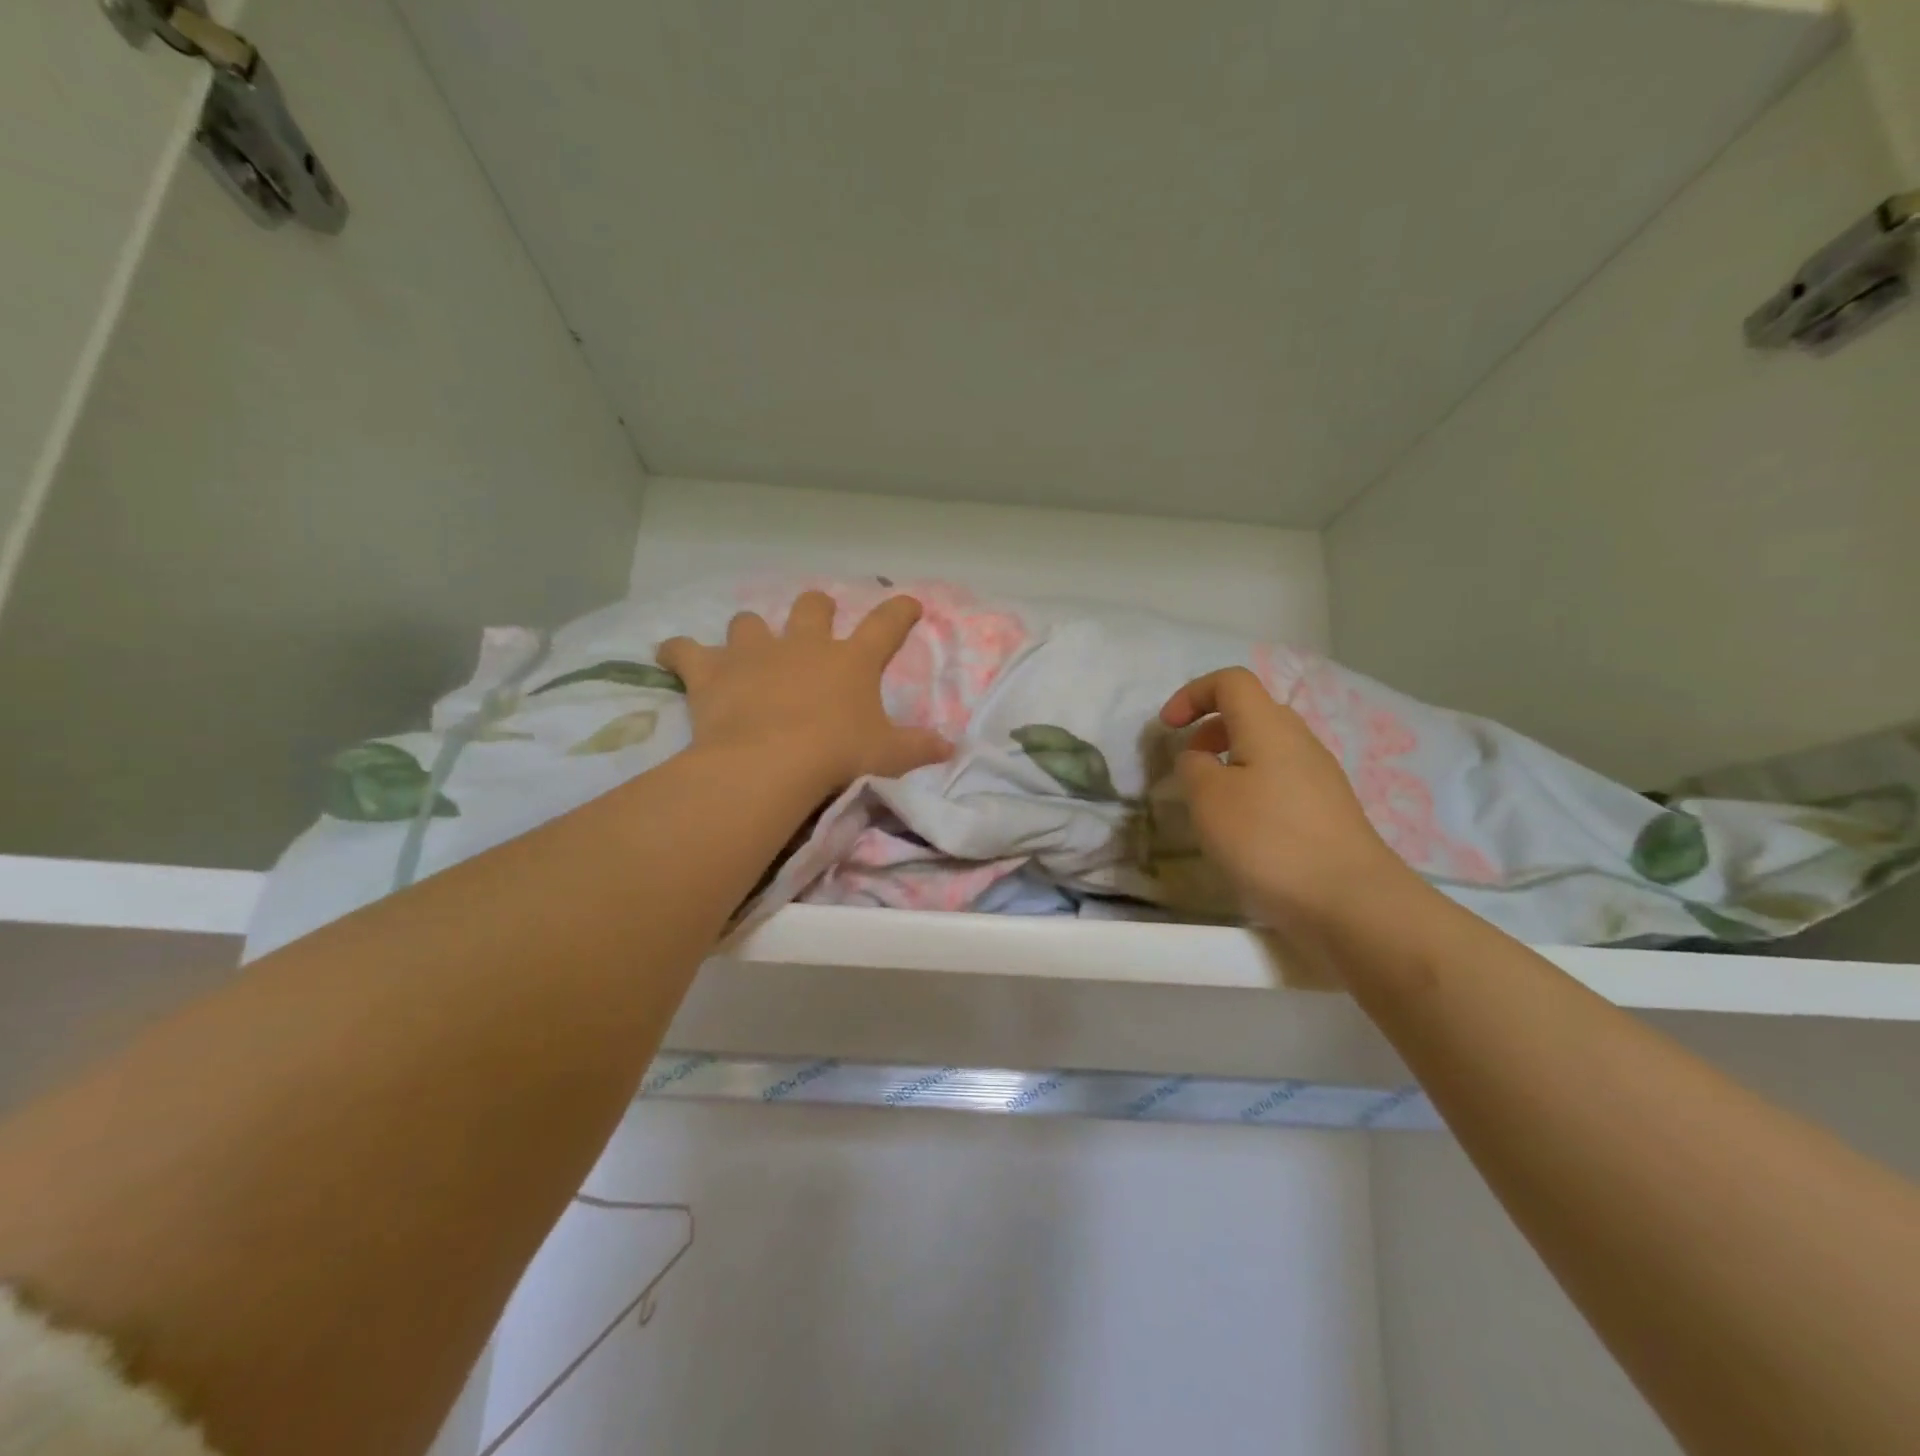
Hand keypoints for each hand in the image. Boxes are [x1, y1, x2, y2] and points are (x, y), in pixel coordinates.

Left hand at [660, 592, 952, 793]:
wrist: (771, 763)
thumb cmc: (837, 756)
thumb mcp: (888, 756)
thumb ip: (920, 748)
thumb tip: (952, 748)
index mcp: (851, 660)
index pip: (886, 625)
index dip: (900, 612)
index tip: (908, 604)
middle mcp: (803, 645)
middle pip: (812, 606)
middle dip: (816, 609)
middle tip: (817, 620)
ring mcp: (755, 653)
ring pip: (750, 622)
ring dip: (751, 633)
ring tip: (748, 649)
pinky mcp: (712, 671)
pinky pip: (685, 650)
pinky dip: (679, 652)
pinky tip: (672, 653)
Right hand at [1160, 667, 1424, 939]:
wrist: (1350, 901)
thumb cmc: (1268, 839)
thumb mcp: (1208, 799)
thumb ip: (1193, 766)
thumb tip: (1200, 758)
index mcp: (1269, 726)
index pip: (1231, 681)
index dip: (1192, 693)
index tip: (1167, 727)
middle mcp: (1299, 740)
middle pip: (1251, 712)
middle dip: (1210, 729)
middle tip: (1188, 763)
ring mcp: (1320, 775)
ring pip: (1267, 748)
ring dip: (1231, 761)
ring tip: (1211, 802)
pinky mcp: (1329, 809)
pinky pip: (1281, 779)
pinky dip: (1252, 787)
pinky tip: (1244, 829)